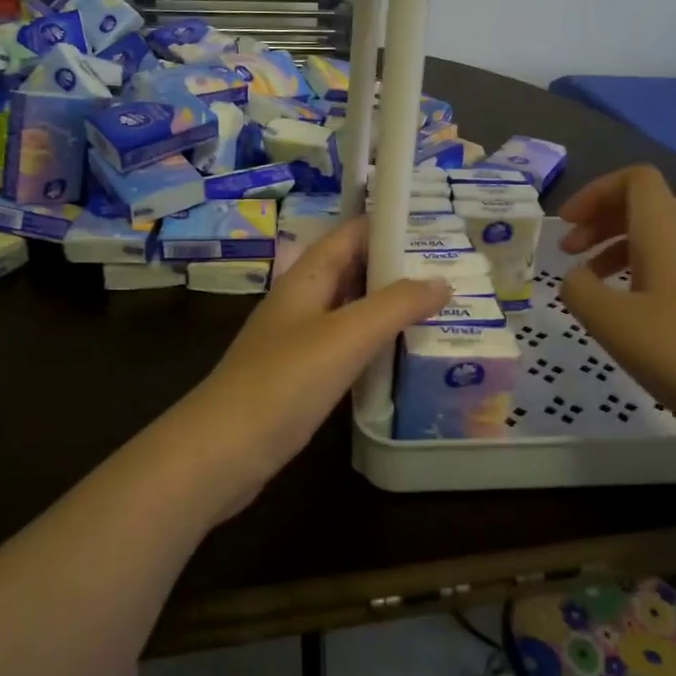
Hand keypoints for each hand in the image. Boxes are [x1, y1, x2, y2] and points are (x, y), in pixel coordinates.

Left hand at [176, 217, 449, 511]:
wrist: (223, 451)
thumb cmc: (284, 381)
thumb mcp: (347, 336)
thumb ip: (396, 305)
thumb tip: (442, 281)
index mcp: (306, 278)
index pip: (351, 234)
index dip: (389, 225)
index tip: (437, 226)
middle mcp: (302, 302)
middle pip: (353, 270)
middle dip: (397, 267)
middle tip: (452, 270)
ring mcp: (299, 341)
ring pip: (351, 310)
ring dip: (388, 307)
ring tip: (440, 308)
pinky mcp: (301, 377)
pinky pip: (346, 347)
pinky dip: (375, 343)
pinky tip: (403, 355)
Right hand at [556, 165, 675, 475]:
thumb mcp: (611, 322)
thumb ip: (579, 291)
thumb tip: (576, 278)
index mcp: (665, 231)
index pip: (635, 179)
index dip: (595, 192)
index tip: (567, 224)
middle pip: (644, 206)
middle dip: (600, 221)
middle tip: (568, 252)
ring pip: (658, 239)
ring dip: (617, 250)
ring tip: (591, 286)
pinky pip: (673, 267)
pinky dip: (640, 274)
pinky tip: (629, 314)